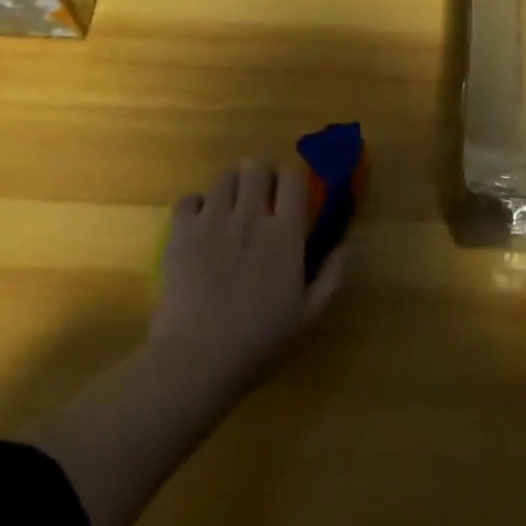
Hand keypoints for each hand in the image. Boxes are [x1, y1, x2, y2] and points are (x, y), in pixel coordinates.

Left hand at [147, 159, 343, 395]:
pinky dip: (195, 205)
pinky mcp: (181, 232)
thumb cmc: (258, 341)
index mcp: (285, 233)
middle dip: (260, 173)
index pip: (293, 177)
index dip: (293, 175)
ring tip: (230, 205)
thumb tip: (345, 245)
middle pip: (256, 166)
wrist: (197, 359)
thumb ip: (331, 276)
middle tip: (260, 194)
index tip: (291, 189)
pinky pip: (188, 199)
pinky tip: (199, 223)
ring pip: (224, 177)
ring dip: (231, 185)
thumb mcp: (308, 315)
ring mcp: (213, 221)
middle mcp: (251, 216)